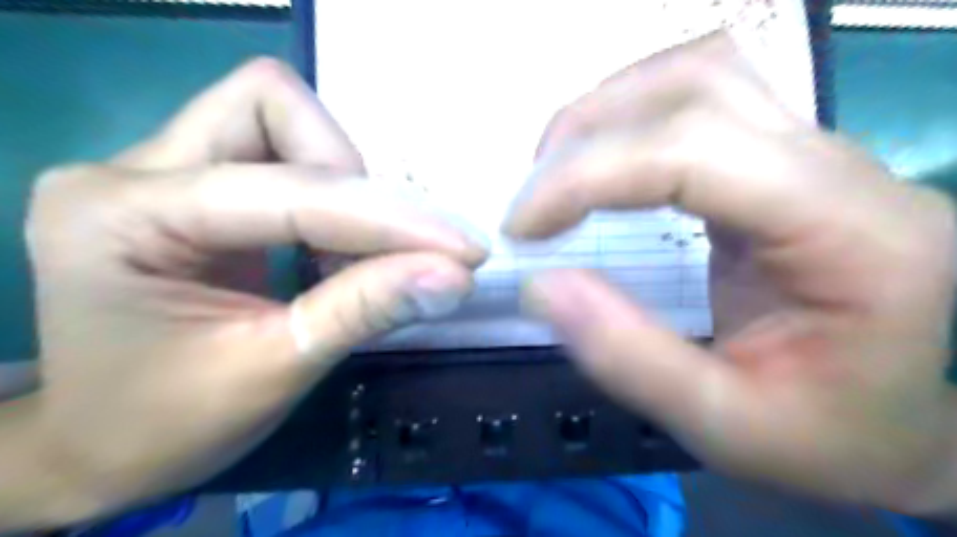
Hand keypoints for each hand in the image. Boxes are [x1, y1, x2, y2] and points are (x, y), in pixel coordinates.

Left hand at [16, 58, 486, 529]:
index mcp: (120, 217)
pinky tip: (334, 254)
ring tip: (352, 260)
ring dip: (343, 185)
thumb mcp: (276, 370)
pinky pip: (283, 156)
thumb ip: (366, 312)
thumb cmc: (170, 424)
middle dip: (351, 177)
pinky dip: (330, 201)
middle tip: (384, 250)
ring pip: (281, 120)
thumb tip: (455, 277)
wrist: (106, 446)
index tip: (463, 251)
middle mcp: (131, 170)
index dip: (386, 219)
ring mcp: (161, 170)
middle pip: (274, 108)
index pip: (290, 192)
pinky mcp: (196, 186)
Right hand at [504, 33, 952, 515]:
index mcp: (851, 235)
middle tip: (533, 201)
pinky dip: (629, 120)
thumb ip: (628, 357)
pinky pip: (698, 102)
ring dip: (609, 112)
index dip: (588, 177)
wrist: (883, 426)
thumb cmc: (818, 437)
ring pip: (698, 75)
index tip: (522, 226)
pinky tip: (600, 167)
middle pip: (697, 87)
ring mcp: (814, 156)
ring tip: (557, 173)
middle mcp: (841, 170)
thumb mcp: (721, 424)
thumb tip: (540, 286)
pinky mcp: (780, 164)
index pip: (696, 152)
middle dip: (589, 133)